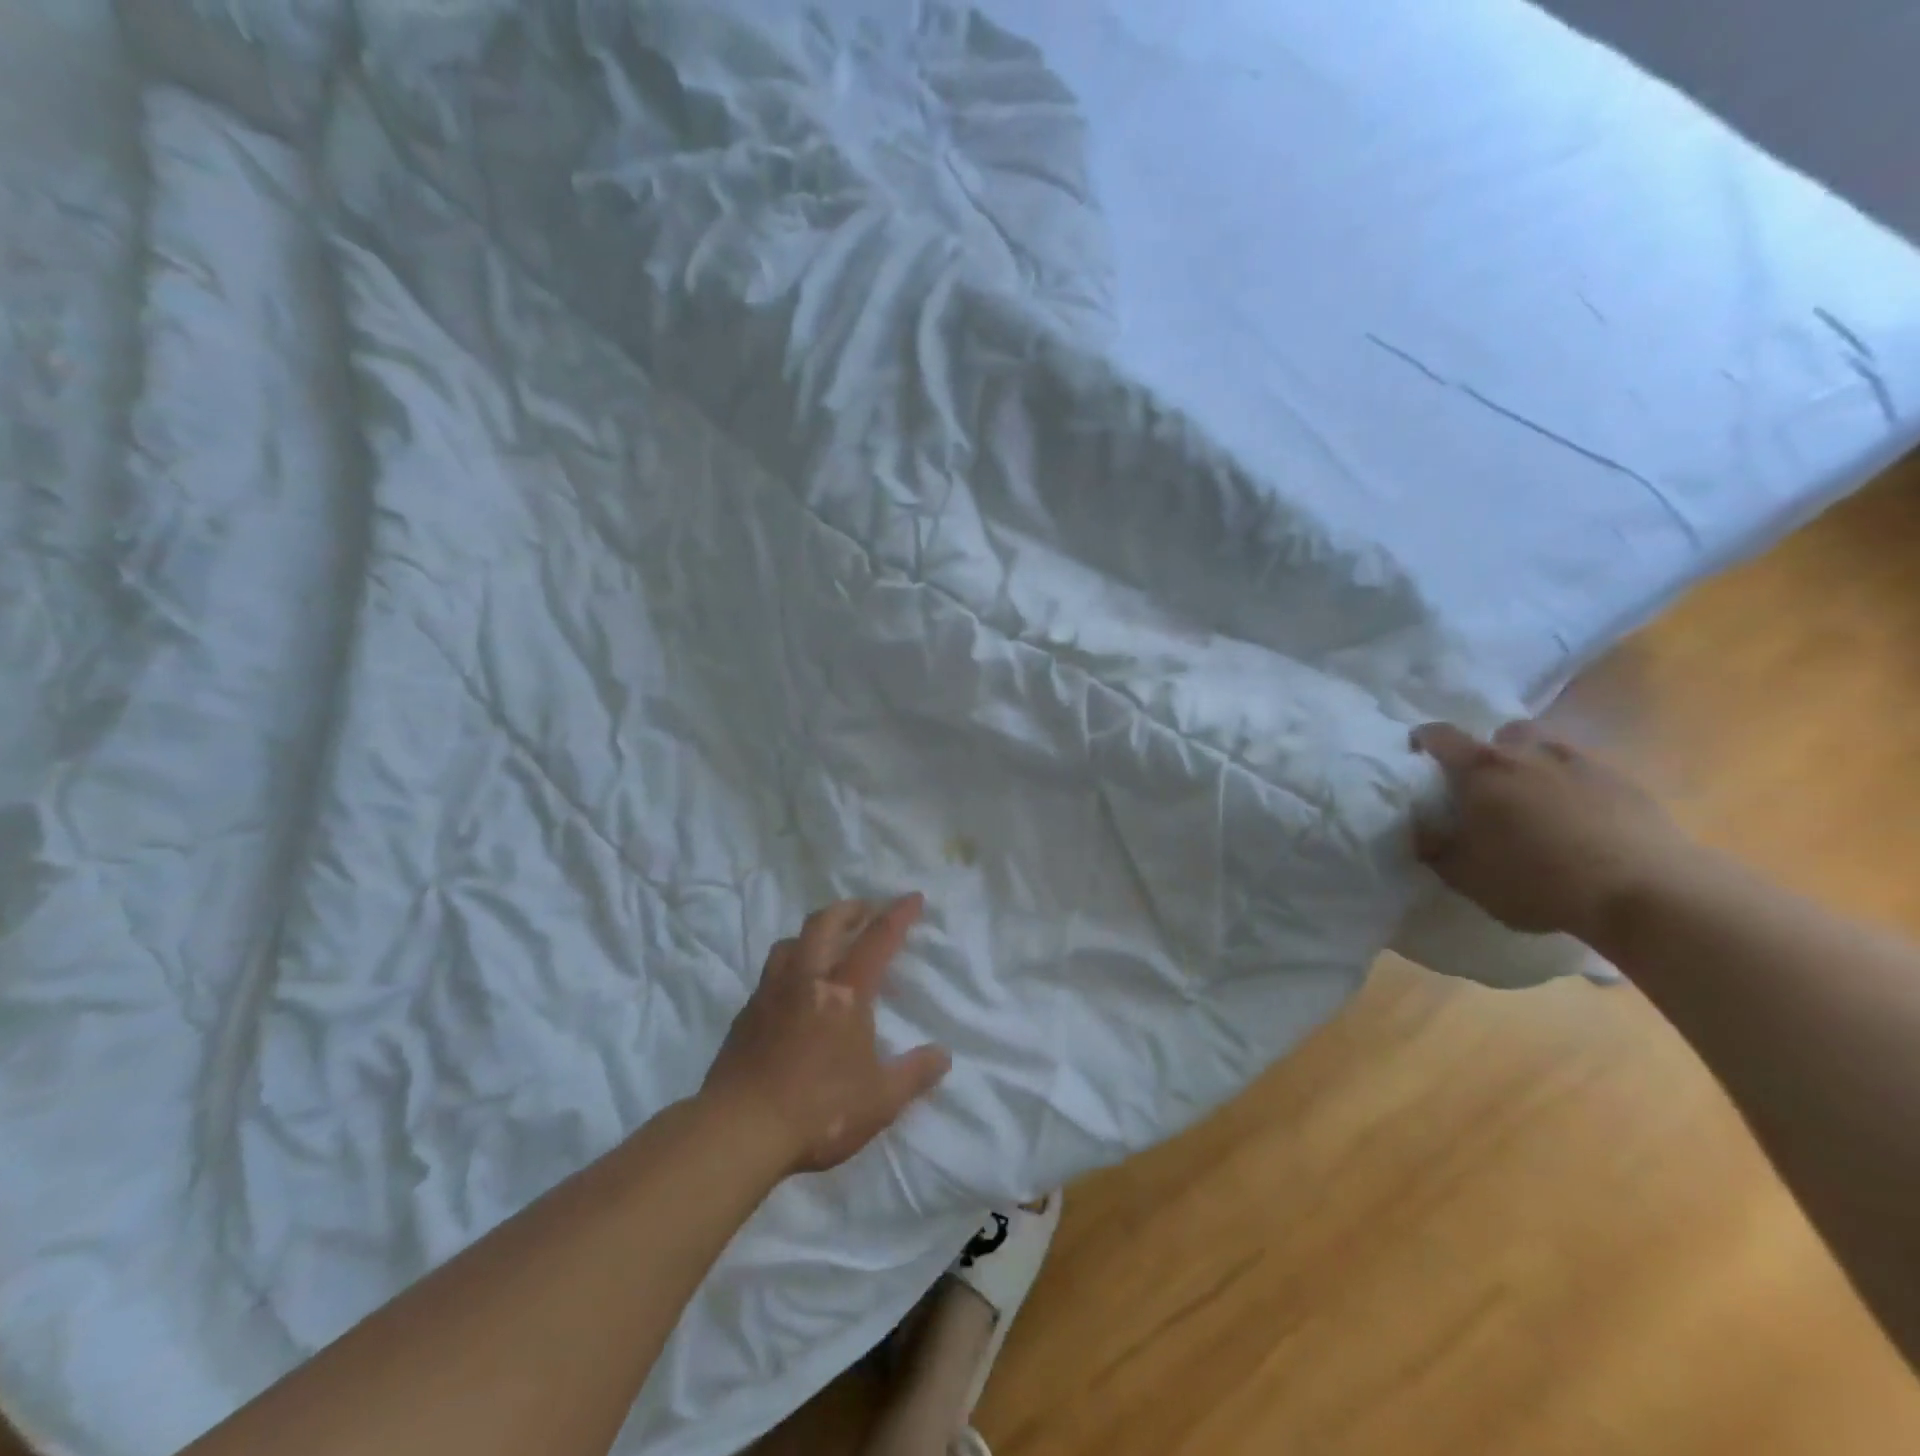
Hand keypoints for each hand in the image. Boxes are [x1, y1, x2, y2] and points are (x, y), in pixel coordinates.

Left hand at [700, 895, 950, 1175]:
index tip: (913, 897)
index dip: (898, 915)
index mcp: (844, 993)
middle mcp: (806, 980)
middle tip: (866, 910)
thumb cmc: (819, 1110)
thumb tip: (943, 1055)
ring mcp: (770, 994)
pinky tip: (794, 992)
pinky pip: (770, 974)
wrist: (738, 1131)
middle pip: (825, 923)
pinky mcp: (745, 1015)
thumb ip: (914, 1074)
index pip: (877, 940)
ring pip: (790, 942)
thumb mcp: (880, 1100)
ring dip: (813, 933)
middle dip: (849, 909)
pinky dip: (789, 967)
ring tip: (826, 945)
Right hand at [1412, 720, 1692, 942]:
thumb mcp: (1465, 876)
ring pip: (1550, 748)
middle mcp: (1528, 753)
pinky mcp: (1626, 783)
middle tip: (1488, 784)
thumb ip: (1435, 848)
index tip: (1417, 754)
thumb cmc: (1536, 879)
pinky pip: (1589, 774)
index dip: (1424, 740)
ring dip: (1537, 765)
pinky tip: (1580, 821)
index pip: (1441, 736)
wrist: (1644, 891)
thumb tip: (1421, 830)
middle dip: (1492, 751)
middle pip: (1504, 733)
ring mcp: (1583, 763)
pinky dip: (1576, 788)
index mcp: (1481, 769)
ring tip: (1536, 800)